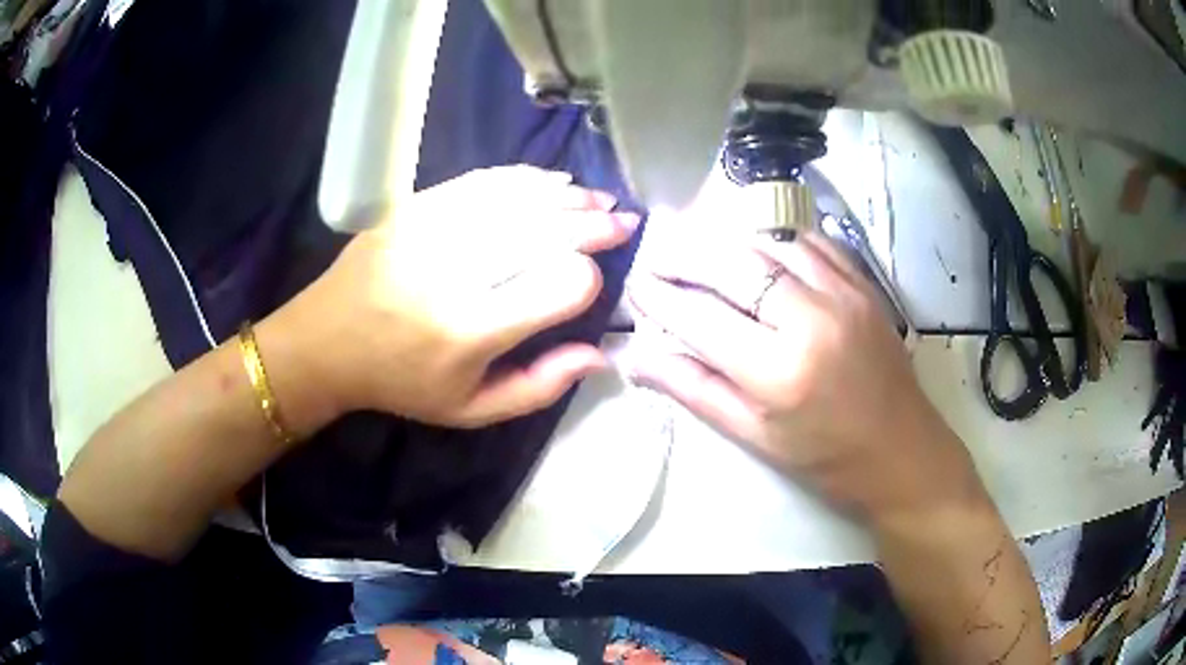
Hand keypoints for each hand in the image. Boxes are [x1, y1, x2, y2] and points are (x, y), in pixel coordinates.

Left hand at [264, 166, 639, 431]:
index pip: (557, 287)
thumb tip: (599, 353)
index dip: (587, 281)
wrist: (325, 343)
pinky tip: (553, 182)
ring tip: (599, 198)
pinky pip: (482, 182)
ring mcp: (429, 230)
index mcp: (469, 331)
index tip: (591, 284)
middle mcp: (453, 273)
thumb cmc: (401, 383)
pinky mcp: (413, 206)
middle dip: (593, 225)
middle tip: (623, 221)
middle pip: (544, 233)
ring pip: (517, 200)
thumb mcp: (470, 410)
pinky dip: (525, 179)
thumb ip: (539, 387)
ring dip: (568, 196)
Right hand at [627, 231, 986, 524]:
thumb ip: (694, 389)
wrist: (901, 449)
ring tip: (697, 245)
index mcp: (779, 371)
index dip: (660, 296)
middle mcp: (810, 319)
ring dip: (726, 238)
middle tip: (656, 253)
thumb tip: (637, 359)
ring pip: (769, 240)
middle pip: (732, 263)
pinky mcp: (863, 283)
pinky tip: (755, 247)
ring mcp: (842, 293)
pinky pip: (809, 241)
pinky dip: (773, 238)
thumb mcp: (754, 435)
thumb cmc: (824, 456)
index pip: (701, 317)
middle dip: (684, 253)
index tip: (635, 284)